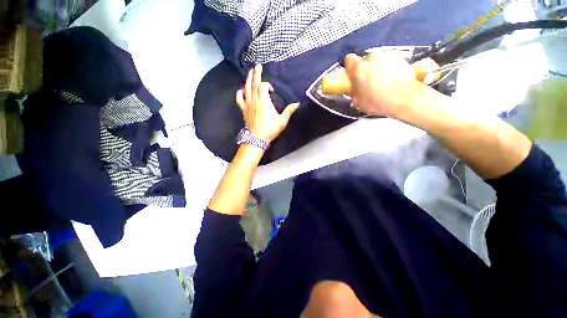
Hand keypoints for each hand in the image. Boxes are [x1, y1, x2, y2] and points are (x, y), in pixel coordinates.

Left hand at [236, 64, 299, 142]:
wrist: (257, 138)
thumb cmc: (270, 129)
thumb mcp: (282, 121)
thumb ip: (289, 111)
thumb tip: (297, 104)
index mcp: (264, 101)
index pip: (264, 86)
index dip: (268, 85)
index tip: (272, 91)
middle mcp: (254, 100)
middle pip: (254, 83)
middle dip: (256, 73)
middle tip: (257, 65)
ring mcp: (248, 104)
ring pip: (246, 88)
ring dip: (248, 79)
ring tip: (250, 72)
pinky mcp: (243, 109)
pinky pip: (239, 98)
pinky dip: (240, 92)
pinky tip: (242, 90)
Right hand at [344, 52, 422, 116]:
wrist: (404, 99)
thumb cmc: (377, 102)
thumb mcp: (358, 102)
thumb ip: (353, 91)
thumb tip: (354, 88)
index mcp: (358, 68)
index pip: (349, 59)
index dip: (350, 67)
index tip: (352, 75)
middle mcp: (371, 57)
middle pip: (364, 60)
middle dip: (365, 69)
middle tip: (368, 81)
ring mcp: (387, 55)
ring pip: (378, 60)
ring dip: (377, 68)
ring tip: (382, 81)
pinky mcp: (400, 57)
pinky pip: (390, 61)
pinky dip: (389, 68)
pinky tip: (392, 79)